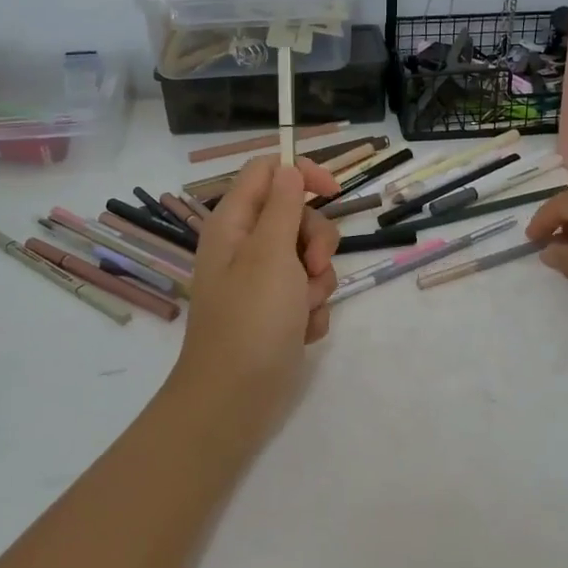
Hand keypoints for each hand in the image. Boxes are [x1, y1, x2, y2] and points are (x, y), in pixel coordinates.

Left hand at [167, 157, 340, 433]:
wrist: (235, 399)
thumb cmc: (251, 320)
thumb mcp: (270, 253)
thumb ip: (283, 206)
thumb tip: (287, 168)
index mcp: (234, 224)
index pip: (267, 171)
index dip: (301, 173)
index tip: (333, 191)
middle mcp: (246, 246)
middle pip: (296, 215)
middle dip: (315, 240)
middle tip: (310, 268)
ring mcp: (262, 281)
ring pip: (308, 257)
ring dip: (317, 281)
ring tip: (303, 309)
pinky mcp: (278, 311)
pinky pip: (308, 292)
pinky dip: (312, 309)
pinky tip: (302, 331)